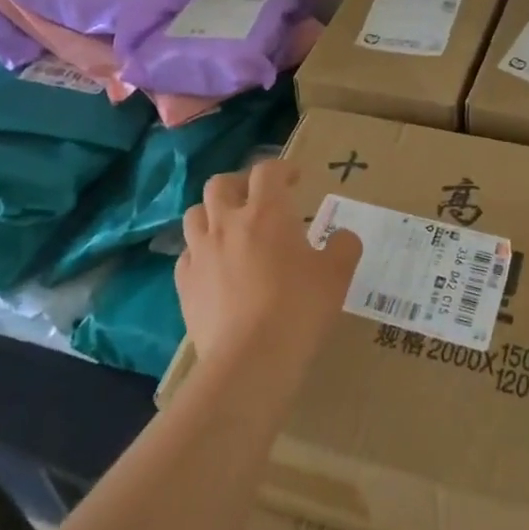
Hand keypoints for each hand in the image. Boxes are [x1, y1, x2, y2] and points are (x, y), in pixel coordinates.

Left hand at [176, 160, 361, 370]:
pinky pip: (186, 256)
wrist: (250, 361)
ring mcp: (200, 253)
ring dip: (212, 214)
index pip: (266, 171)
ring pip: (195, 215)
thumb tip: (343, 237)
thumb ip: (344, 247)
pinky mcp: (184, 285)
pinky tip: (213, 268)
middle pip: (220, 184)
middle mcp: (227, 223)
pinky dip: (199, 253)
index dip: (281, 168)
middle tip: (255, 198)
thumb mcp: (337, 275)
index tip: (294, 178)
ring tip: (229, 229)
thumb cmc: (299, 308)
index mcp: (266, 212)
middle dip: (238, 184)